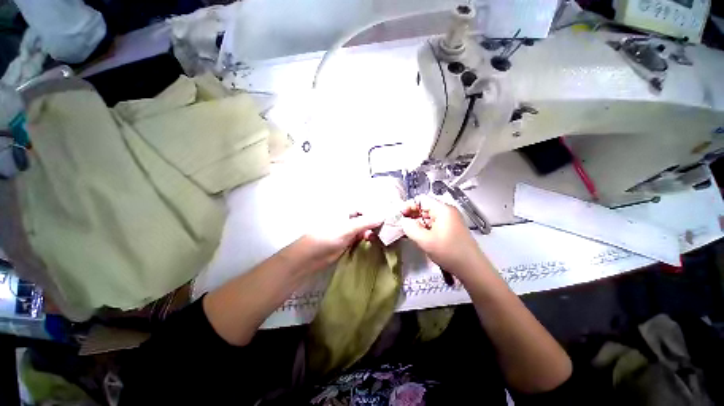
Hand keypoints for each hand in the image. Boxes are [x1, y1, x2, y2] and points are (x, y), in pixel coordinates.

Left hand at [299, 213, 382, 270]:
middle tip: (391, 224)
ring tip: (387, 232)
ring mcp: (349, 229)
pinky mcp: (350, 240)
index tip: (390, 213)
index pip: (365, 207)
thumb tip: (382, 217)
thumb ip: (365, 223)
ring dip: (374, 229)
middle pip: (367, 217)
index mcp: (346, 210)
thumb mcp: (347, 229)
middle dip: (377, 220)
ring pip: (366, 227)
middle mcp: (349, 218)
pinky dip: (369, 237)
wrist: (312, 258)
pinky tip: (376, 239)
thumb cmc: (326, 237)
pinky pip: (362, 236)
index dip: (377, 209)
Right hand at [400, 197, 483, 277]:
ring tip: (409, 233)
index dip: (409, 205)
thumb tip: (403, 220)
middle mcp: (447, 212)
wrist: (472, 269)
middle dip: (412, 215)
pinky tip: (418, 237)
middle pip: (425, 207)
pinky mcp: (450, 229)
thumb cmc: (448, 252)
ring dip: (417, 223)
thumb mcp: (425, 240)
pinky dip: (424, 228)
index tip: (401, 216)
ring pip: (428, 217)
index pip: (421, 199)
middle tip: (403, 225)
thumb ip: (410, 228)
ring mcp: (449, 220)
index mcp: (443, 209)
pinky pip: (433, 224)